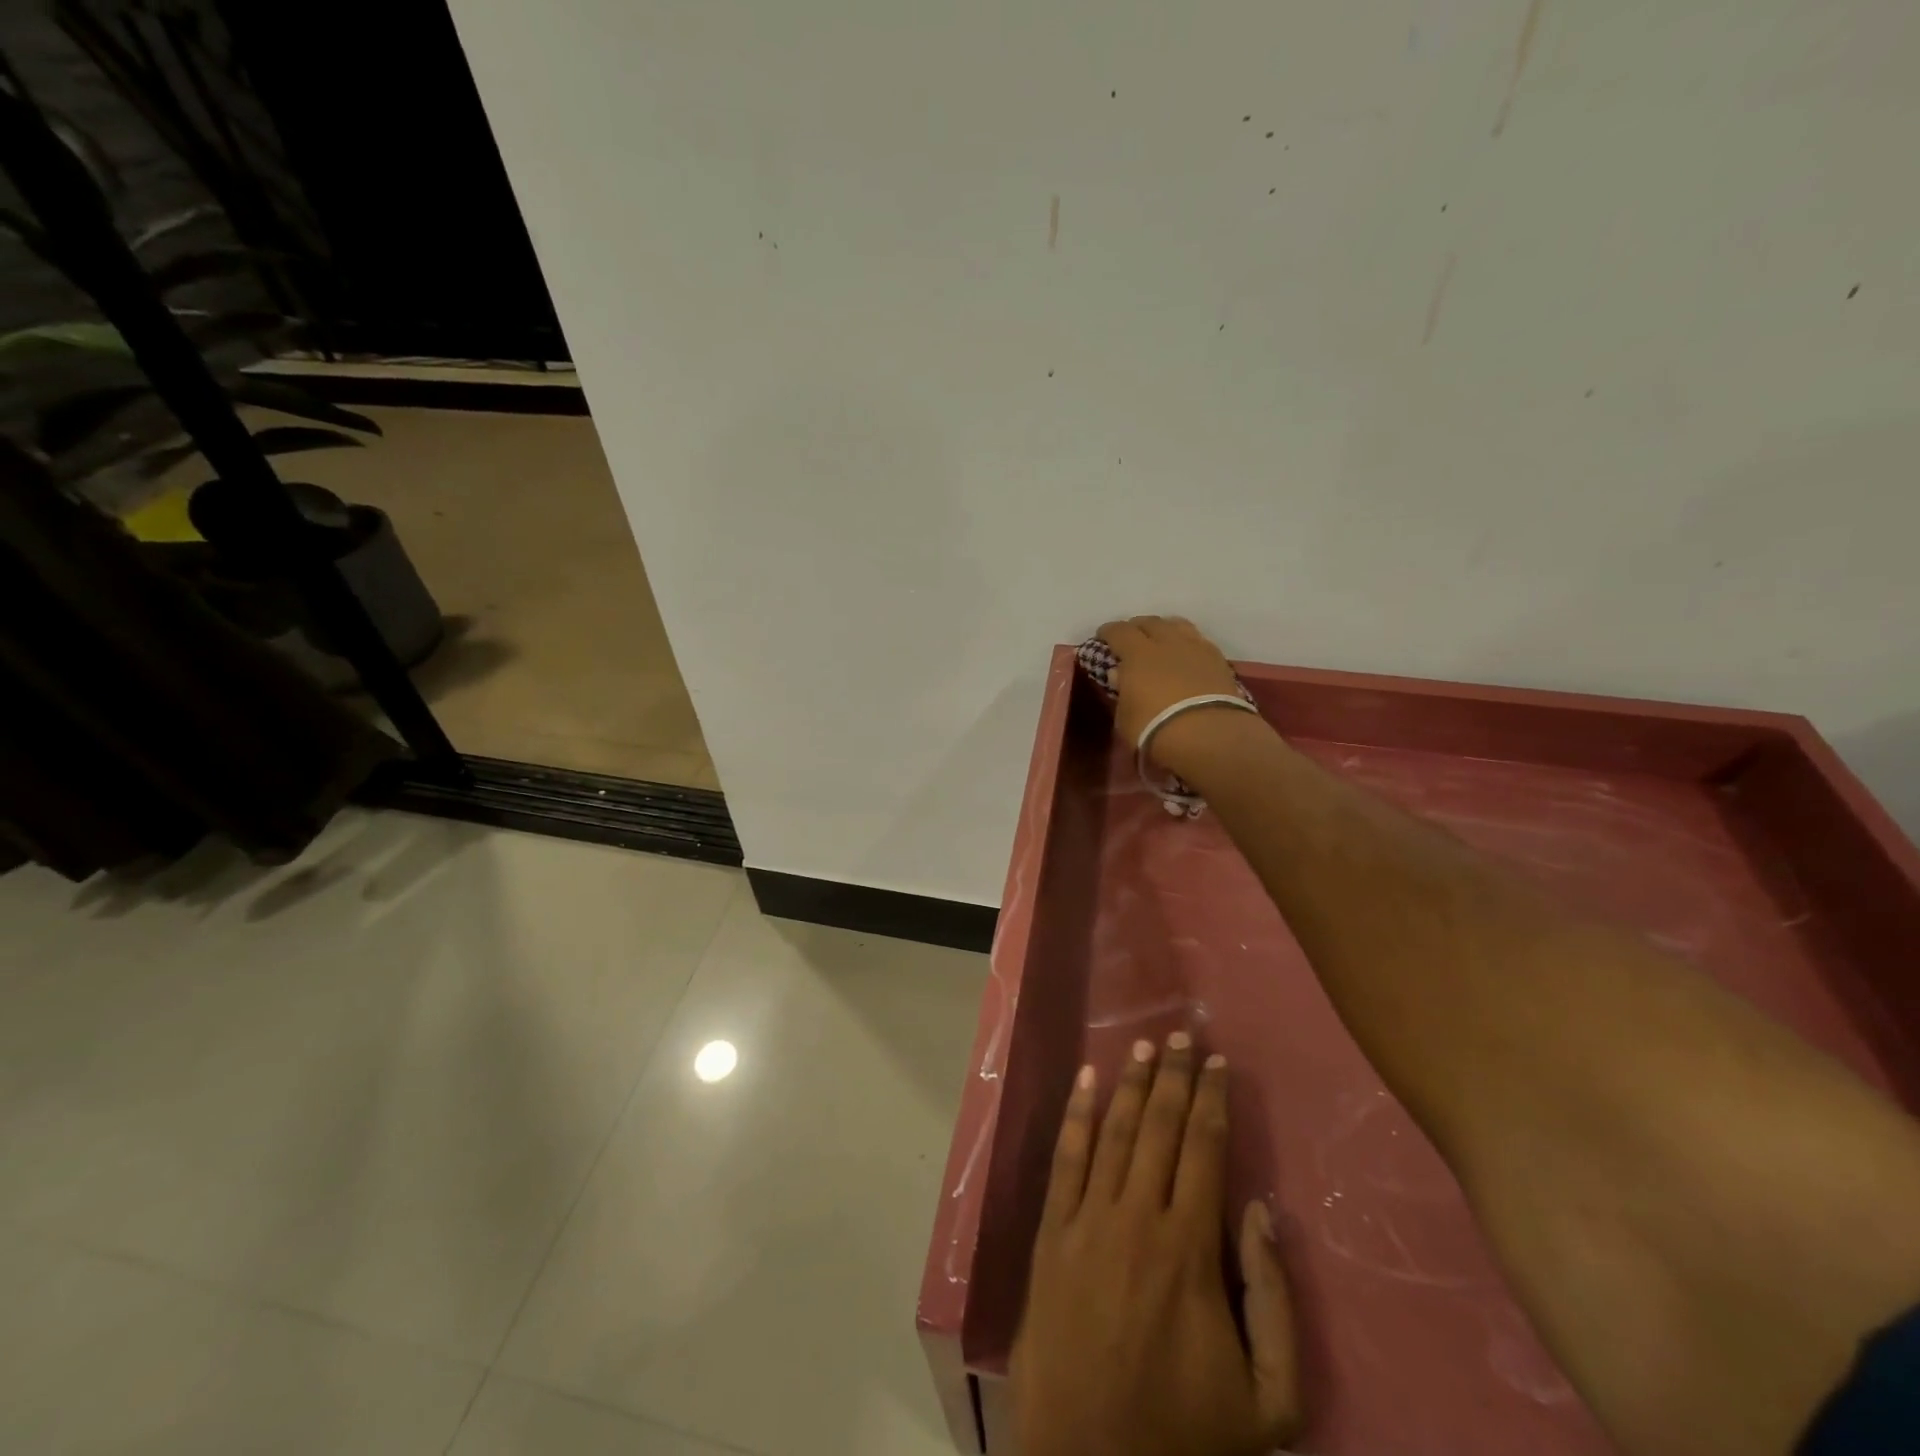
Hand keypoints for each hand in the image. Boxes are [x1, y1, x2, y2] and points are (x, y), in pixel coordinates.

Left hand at [1010, 1034, 1301, 1455]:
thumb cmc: (1186, 1438)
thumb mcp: (1270, 1400)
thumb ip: (1275, 1300)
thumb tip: (1262, 1209)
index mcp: (1191, 1249)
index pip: (1206, 1150)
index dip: (1213, 1100)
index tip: (1219, 1062)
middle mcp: (1138, 1217)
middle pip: (1162, 1128)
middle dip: (1177, 1077)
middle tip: (1184, 1032)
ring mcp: (1087, 1221)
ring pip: (1115, 1132)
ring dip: (1132, 1085)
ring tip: (1146, 1047)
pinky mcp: (1050, 1234)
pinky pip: (1065, 1159)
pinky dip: (1076, 1115)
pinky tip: (1085, 1079)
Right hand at [1096, 617, 1255, 778]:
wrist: (1208, 736)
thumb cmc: (1154, 730)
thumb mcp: (1125, 717)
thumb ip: (1121, 691)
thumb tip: (1119, 673)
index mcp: (1137, 654)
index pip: (1118, 631)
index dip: (1108, 632)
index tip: (1103, 636)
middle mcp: (1166, 642)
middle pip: (1150, 622)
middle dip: (1137, 627)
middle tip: (1131, 638)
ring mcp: (1195, 648)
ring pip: (1178, 625)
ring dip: (1165, 628)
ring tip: (1161, 638)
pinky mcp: (1219, 660)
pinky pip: (1199, 641)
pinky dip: (1188, 642)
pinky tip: (1186, 653)